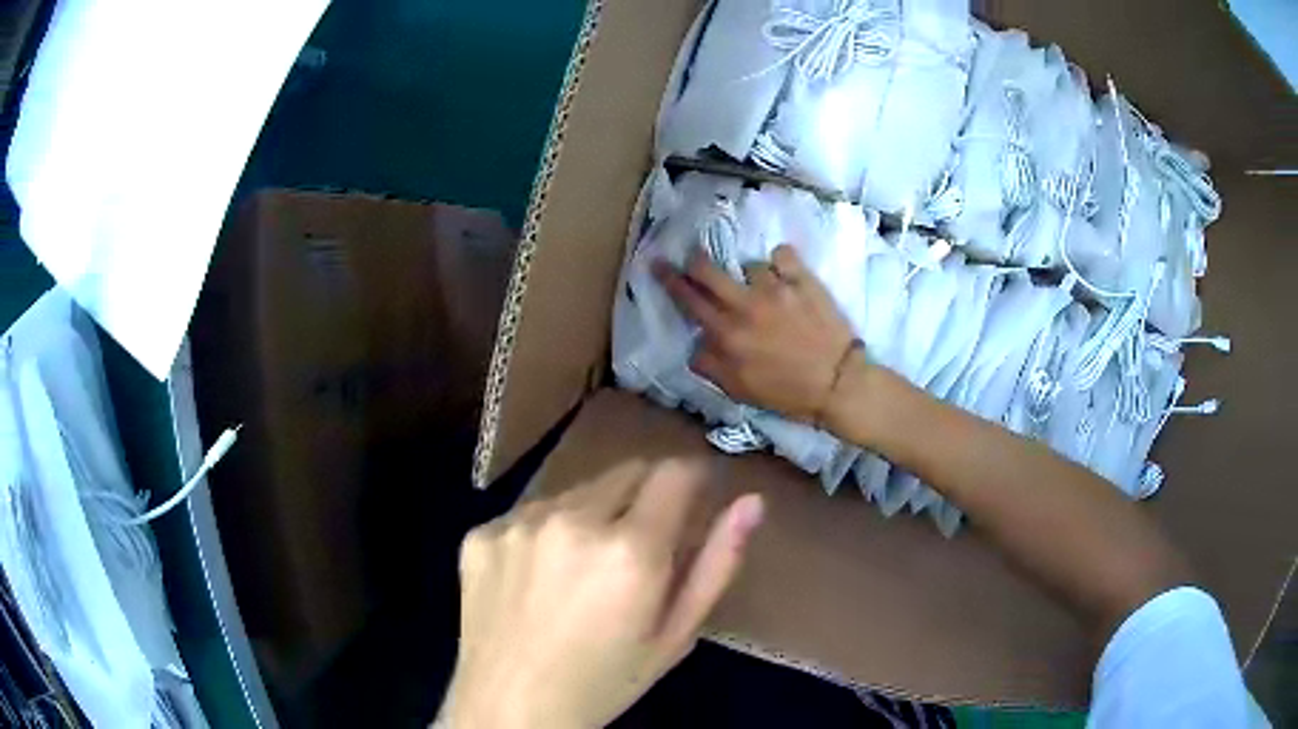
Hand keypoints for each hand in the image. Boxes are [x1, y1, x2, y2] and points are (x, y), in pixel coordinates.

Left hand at [441, 460, 764, 727]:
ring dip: (590, 516)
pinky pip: (527, 515)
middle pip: (625, 473)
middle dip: (643, 498)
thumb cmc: (605, 683)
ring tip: (581, 573)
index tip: (693, 498)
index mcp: (630, 551)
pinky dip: (542, 535)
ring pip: (575, 492)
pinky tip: (536, 580)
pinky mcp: (480, 533)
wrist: (510, 709)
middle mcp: (571, 521)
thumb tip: (751, 502)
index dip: (691, 479)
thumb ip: (717, 565)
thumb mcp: (675, 637)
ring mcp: (518, 523)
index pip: (674, 472)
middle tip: (635, 551)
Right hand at [654, 244, 859, 423]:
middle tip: (693, 260)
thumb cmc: (789, 393)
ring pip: (749, 265)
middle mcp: (745, 305)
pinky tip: (787, 275)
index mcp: (727, 334)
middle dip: (694, 261)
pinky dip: (782, 263)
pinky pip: (782, 255)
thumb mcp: (740, 390)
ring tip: (765, 290)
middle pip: (707, 269)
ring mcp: (775, 288)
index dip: (669, 279)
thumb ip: (711, 366)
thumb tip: (696, 345)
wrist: (839, 383)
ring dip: (751, 276)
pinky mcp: (803, 279)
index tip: (657, 263)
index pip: (688, 299)